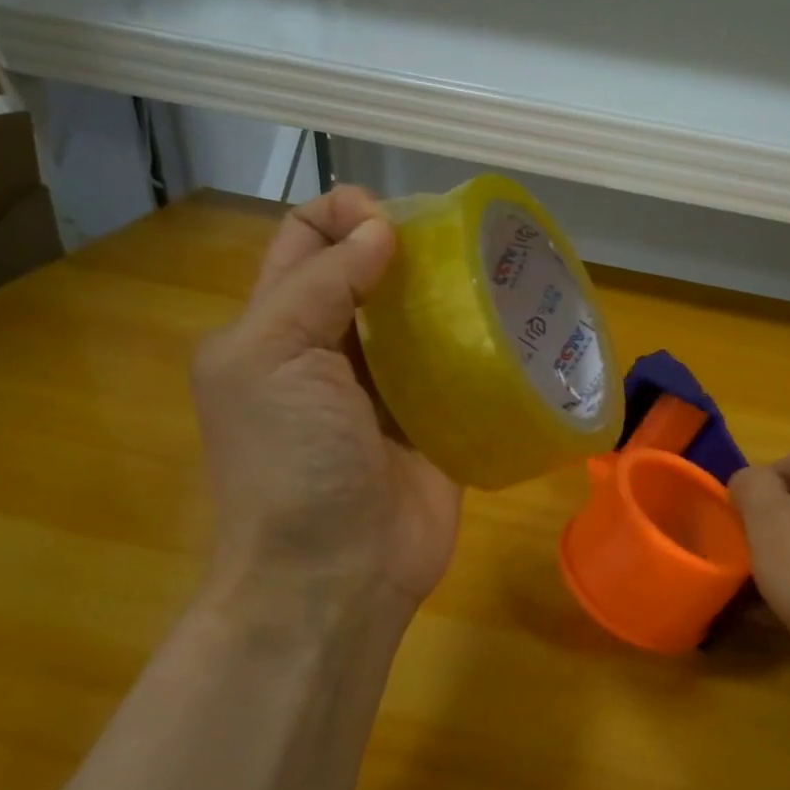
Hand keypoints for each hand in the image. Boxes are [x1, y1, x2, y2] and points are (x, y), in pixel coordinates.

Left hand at [191, 186, 461, 618]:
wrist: (335, 575)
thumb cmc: (289, 464)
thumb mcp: (274, 359)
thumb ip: (321, 286)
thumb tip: (379, 229)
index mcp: (277, 329)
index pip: (305, 242)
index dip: (343, 215)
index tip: (395, 221)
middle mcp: (332, 354)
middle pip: (371, 278)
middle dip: (410, 250)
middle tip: (462, 245)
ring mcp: (388, 394)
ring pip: (422, 323)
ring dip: (452, 297)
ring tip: (498, 276)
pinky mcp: (436, 427)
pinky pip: (460, 375)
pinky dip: (482, 351)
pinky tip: (515, 330)